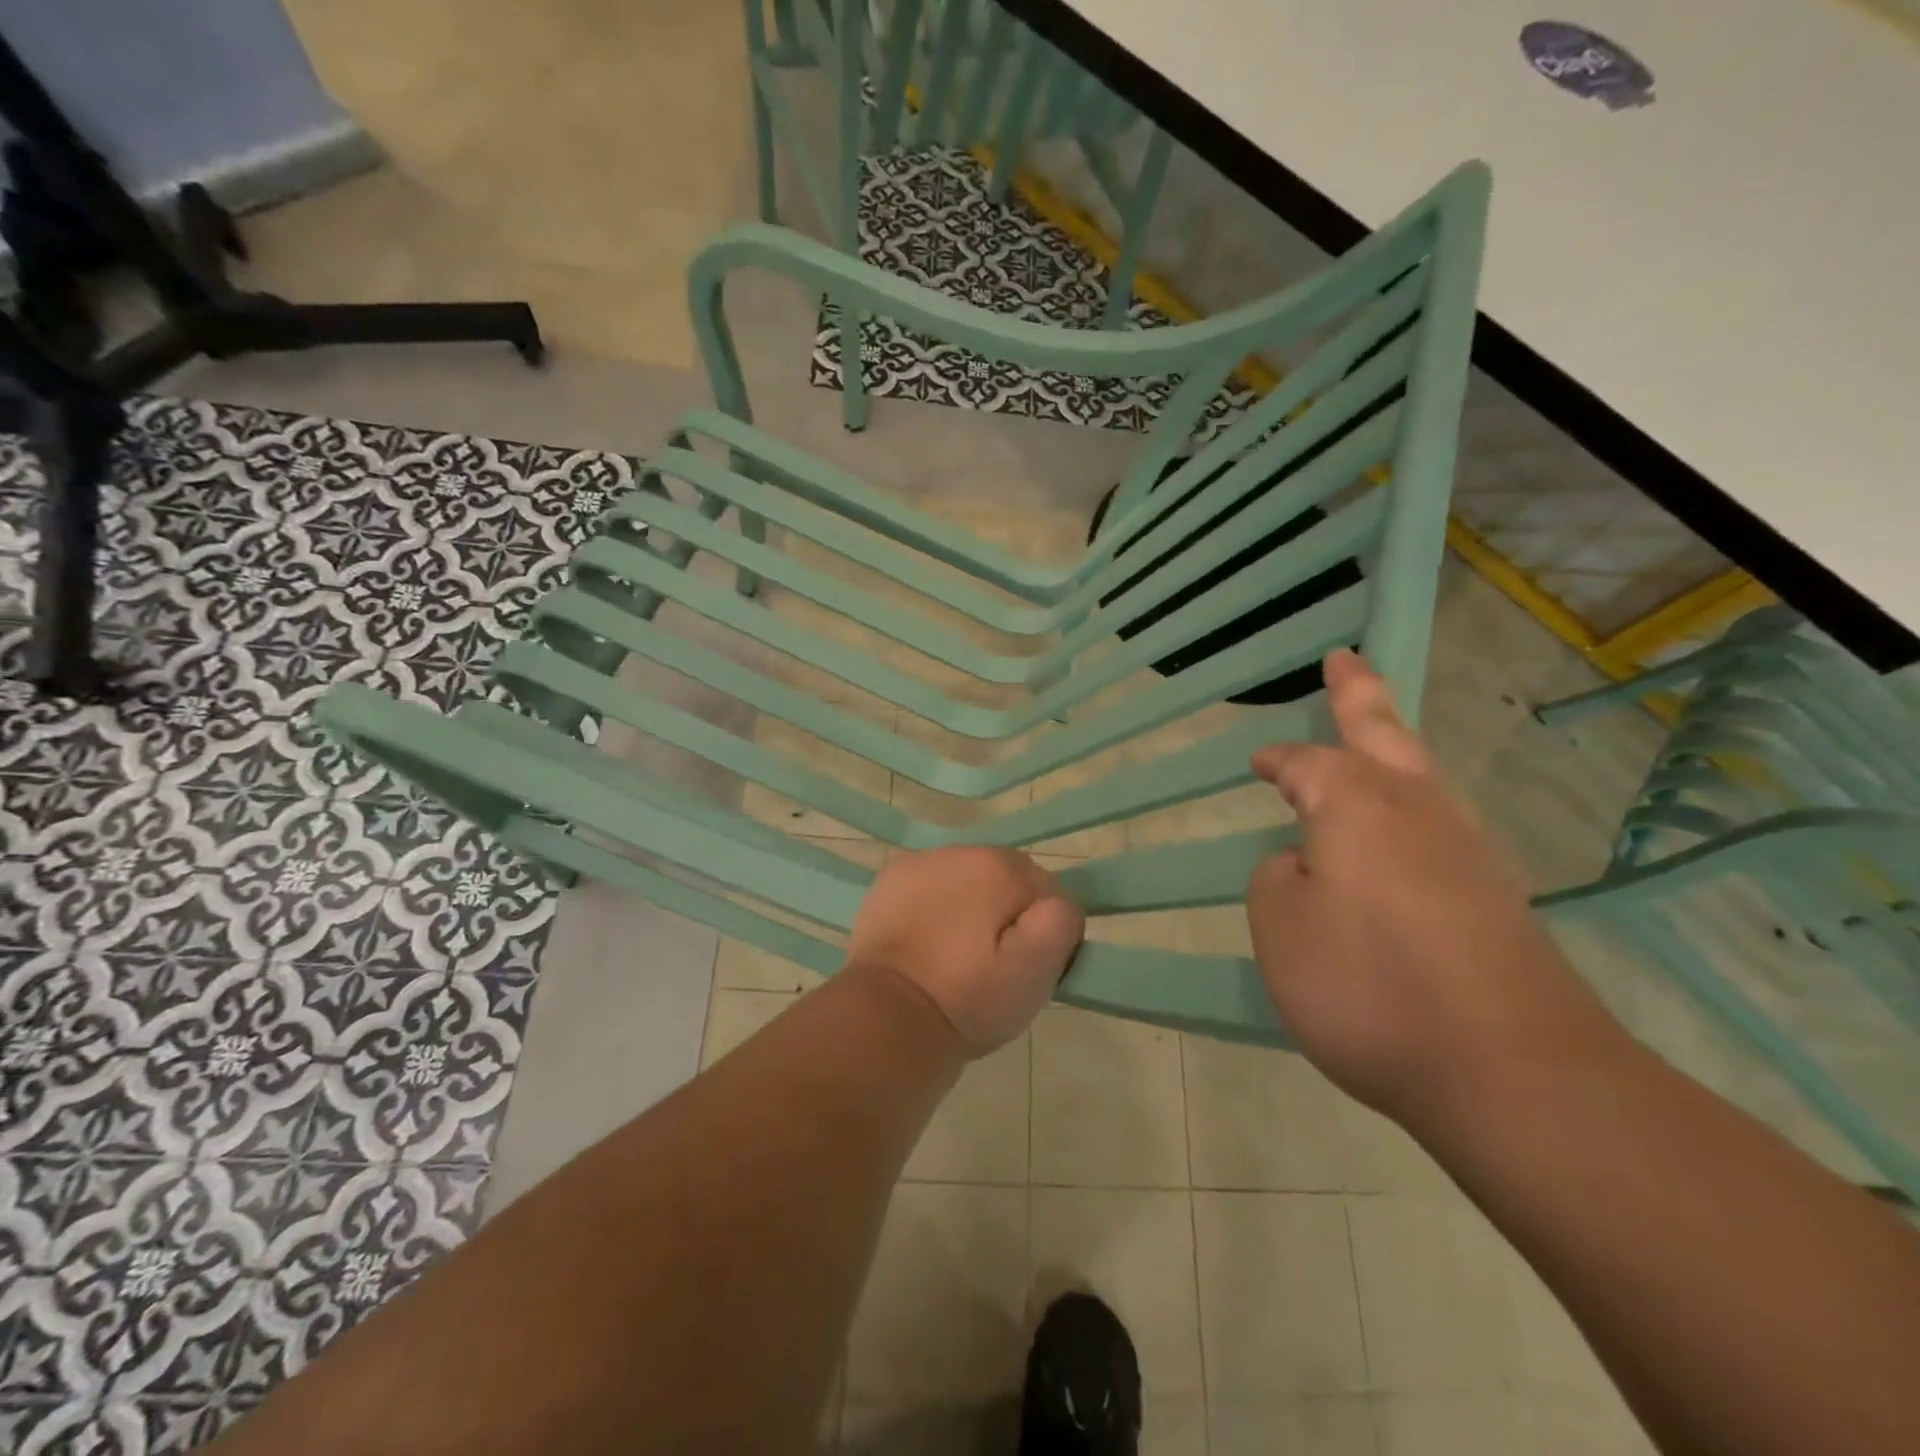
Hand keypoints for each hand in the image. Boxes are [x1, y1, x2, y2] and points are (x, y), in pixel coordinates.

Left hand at [845, 846, 1084, 1057]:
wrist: (885, 1019)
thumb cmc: (966, 999)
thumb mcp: (1035, 971)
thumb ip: (1060, 922)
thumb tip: (1054, 904)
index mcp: (998, 866)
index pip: (1043, 889)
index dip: (1041, 930)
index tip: (1023, 966)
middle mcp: (958, 851)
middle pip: (1002, 881)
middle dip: (1004, 916)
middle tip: (990, 967)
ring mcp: (917, 865)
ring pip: (965, 883)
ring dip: (968, 910)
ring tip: (955, 959)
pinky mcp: (887, 884)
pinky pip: (929, 890)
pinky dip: (933, 910)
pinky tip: (926, 945)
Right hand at [1245, 650, 1609, 1128]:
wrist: (1515, 1074)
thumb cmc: (1371, 987)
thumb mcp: (1281, 928)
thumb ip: (1279, 880)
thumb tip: (1308, 863)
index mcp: (1356, 805)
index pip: (1306, 765)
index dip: (1278, 761)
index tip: (1257, 763)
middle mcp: (1415, 811)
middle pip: (1383, 733)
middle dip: (1359, 694)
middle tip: (1345, 661)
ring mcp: (1465, 851)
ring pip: (1418, 775)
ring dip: (1391, 743)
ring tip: (1372, 733)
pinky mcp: (1494, 897)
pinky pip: (1435, 826)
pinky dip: (1408, 804)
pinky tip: (1399, 832)